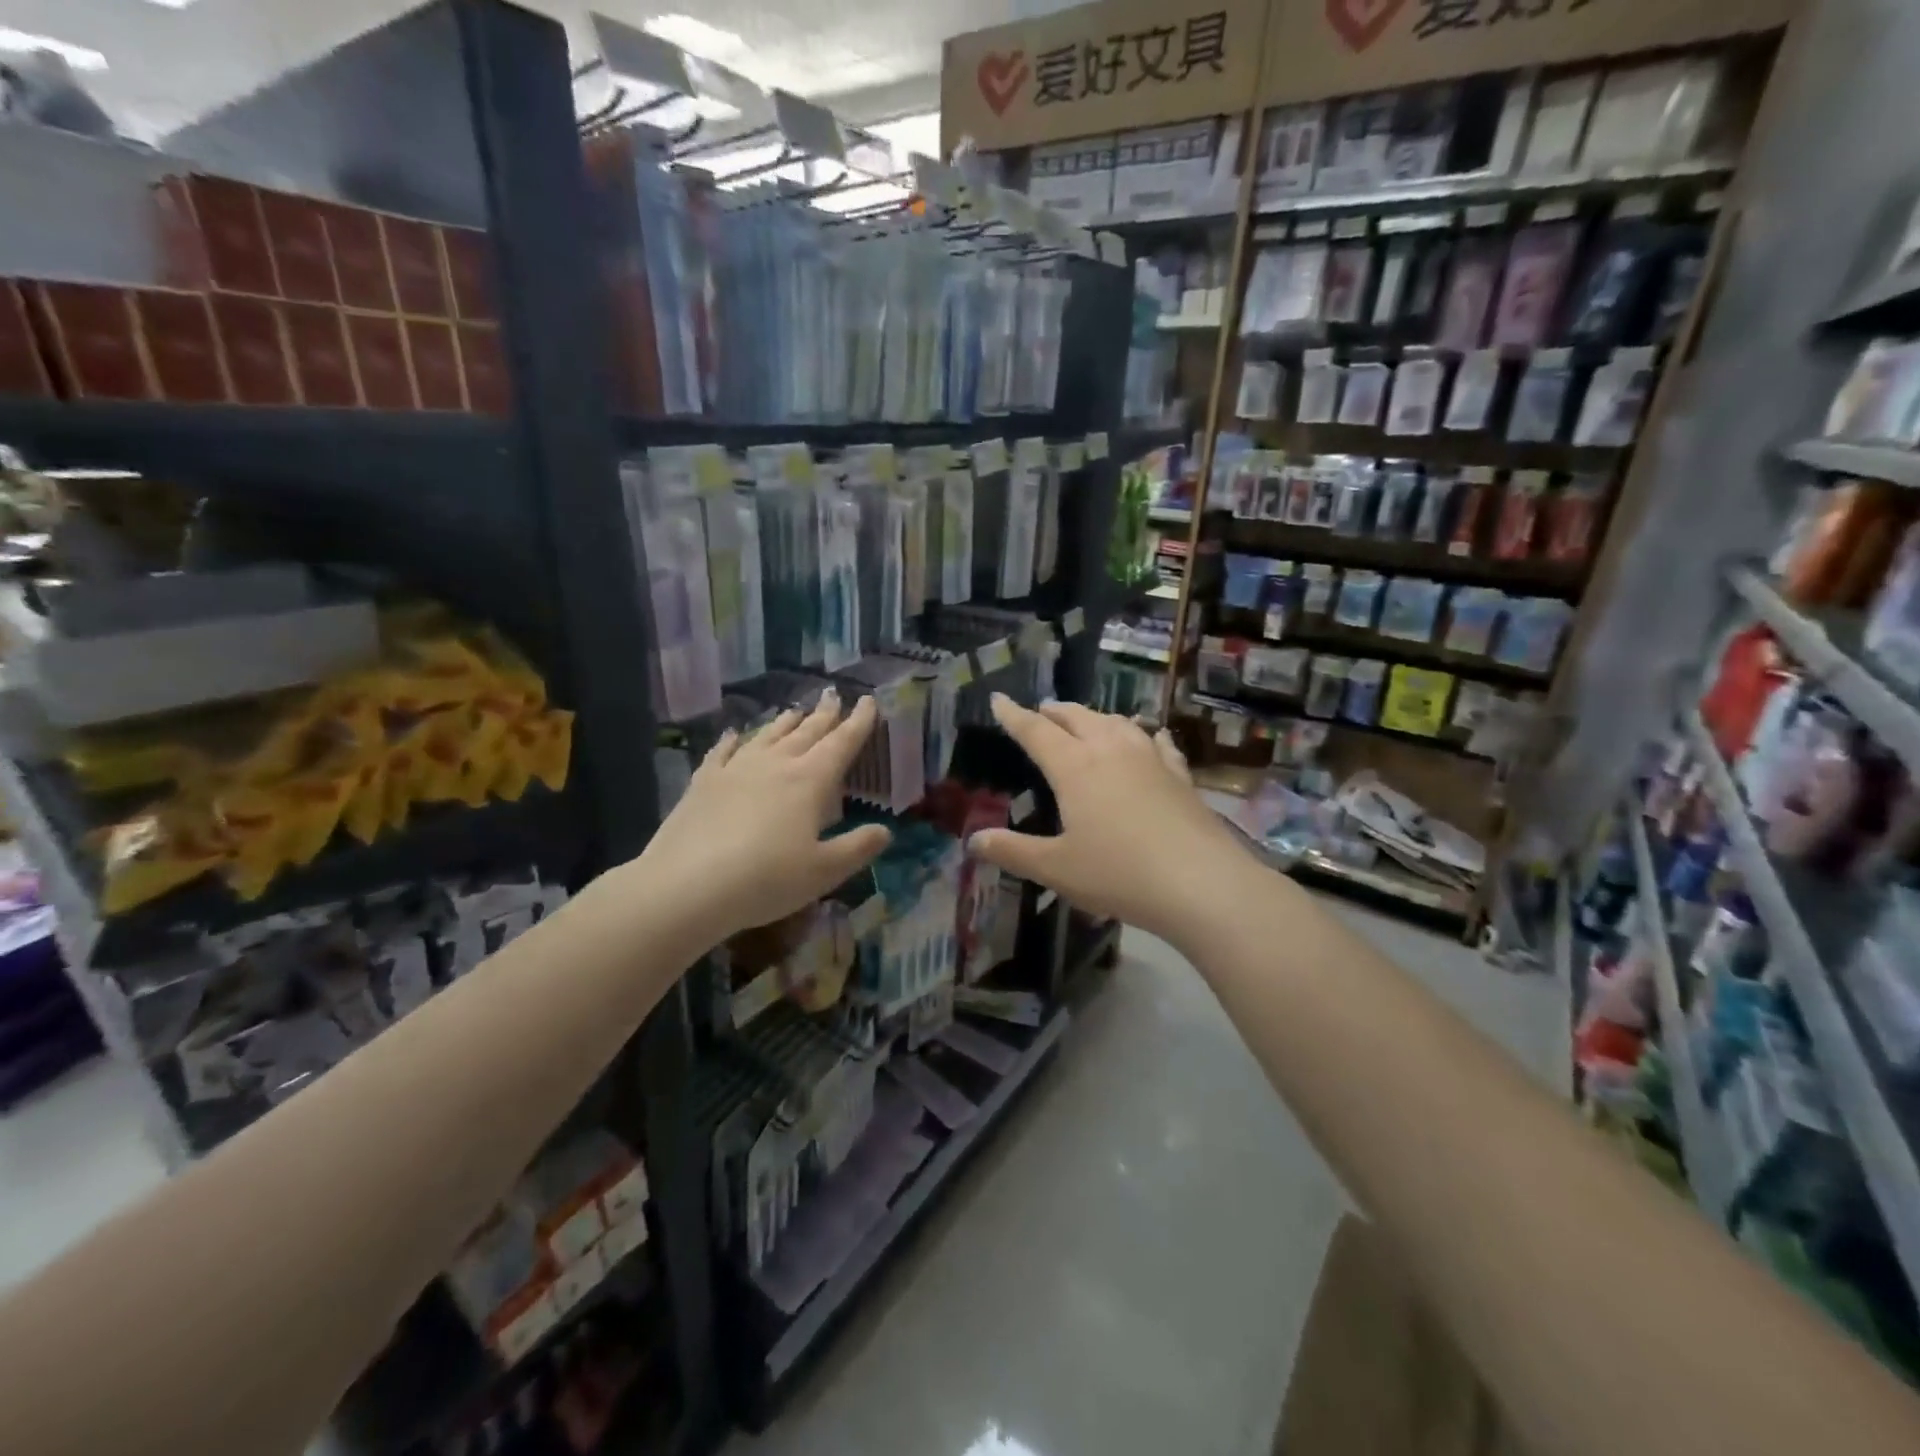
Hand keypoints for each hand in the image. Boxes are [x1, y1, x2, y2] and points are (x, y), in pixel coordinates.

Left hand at [634, 692, 892, 945]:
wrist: (687, 885)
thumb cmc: (766, 879)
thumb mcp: (824, 871)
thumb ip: (857, 848)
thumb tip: (885, 831)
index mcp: (809, 781)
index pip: (842, 743)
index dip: (858, 722)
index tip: (868, 701)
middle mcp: (775, 765)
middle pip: (806, 732)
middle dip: (824, 715)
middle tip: (834, 697)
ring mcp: (736, 770)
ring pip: (767, 736)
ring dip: (785, 723)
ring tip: (795, 711)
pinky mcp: (704, 783)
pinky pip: (722, 752)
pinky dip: (733, 740)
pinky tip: (734, 734)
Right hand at [969, 695, 1250, 945]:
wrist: (1201, 882)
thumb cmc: (1118, 873)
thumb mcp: (1056, 868)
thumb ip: (1013, 852)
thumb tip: (973, 840)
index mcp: (1074, 767)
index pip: (1036, 732)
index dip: (1014, 716)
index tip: (999, 698)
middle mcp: (1110, 750)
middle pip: (1077, 718)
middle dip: (1055, 711)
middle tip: (1041, 710)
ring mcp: (1149, 759)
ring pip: (1117, 723)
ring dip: (1095, 717)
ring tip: (1087, 720)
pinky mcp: (1180, 775)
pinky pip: (1157, 743)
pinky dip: (1146, 734)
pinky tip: (1151, 736)